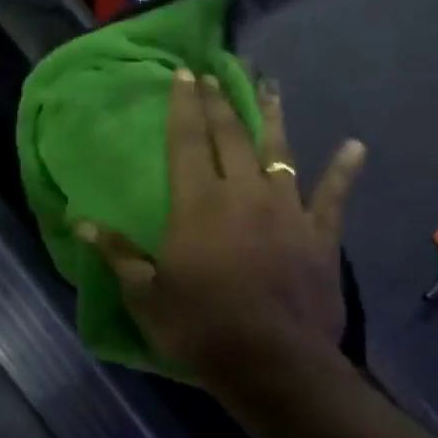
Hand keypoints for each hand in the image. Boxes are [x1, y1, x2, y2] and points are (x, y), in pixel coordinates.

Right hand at [80, 72, 365, 377]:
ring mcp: (287, 211)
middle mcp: (243, 193)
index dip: (183, 107)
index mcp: (198, 204)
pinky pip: (333, 196)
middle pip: (229, 137)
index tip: (184, 75)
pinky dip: (344, 171)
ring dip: (273, 118)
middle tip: (215, 75)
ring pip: (280, 153)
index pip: (186, 142)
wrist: (273, 363)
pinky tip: (356, 146)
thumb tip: (81, 221)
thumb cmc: (201, 328)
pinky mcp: (320, 235)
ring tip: (270, 87)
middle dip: (220, 103)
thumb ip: (118, 253)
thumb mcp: (146, 295)